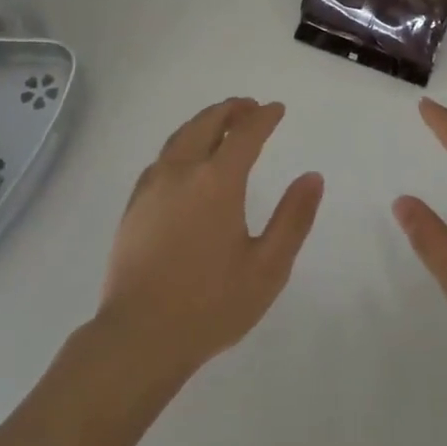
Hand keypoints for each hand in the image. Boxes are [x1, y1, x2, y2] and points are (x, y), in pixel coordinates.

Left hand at [97, 98, 323, 382]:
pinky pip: (162, 158)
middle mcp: (182, 171)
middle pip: (206, 124)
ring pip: (180, 137)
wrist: (139, 337)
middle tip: (249, 108)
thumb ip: (293, 219)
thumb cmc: (210, 305)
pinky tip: (186, 161)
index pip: (245, 133)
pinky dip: (182, 144)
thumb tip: (312, 177)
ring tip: (221, 125)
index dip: (263, 117)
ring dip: (204, 123)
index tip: (277, 109)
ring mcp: (152, 186)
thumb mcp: (267, 268)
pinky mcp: (134, 205)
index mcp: (217, 181)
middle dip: (231, 111)